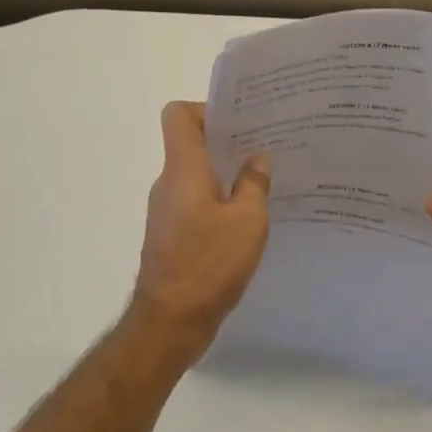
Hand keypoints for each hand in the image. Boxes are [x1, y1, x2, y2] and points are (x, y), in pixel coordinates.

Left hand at [126, 102, 270, 365]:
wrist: (170, 322)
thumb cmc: (209, 264)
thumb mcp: (247, 221)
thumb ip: (253, 184)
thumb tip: (256, 160)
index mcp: (183, 169)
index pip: (178, 116)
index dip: (206, 109)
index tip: (239, 123)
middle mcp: (168, 184)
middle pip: (190, 145)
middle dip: (226, 142)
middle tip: (265, 148)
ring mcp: (166, 211)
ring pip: (195, 177)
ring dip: (225, 175)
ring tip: (263, 184)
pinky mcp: (171, 236)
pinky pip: (195, 203)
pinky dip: (218, 203)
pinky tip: (247, 220)